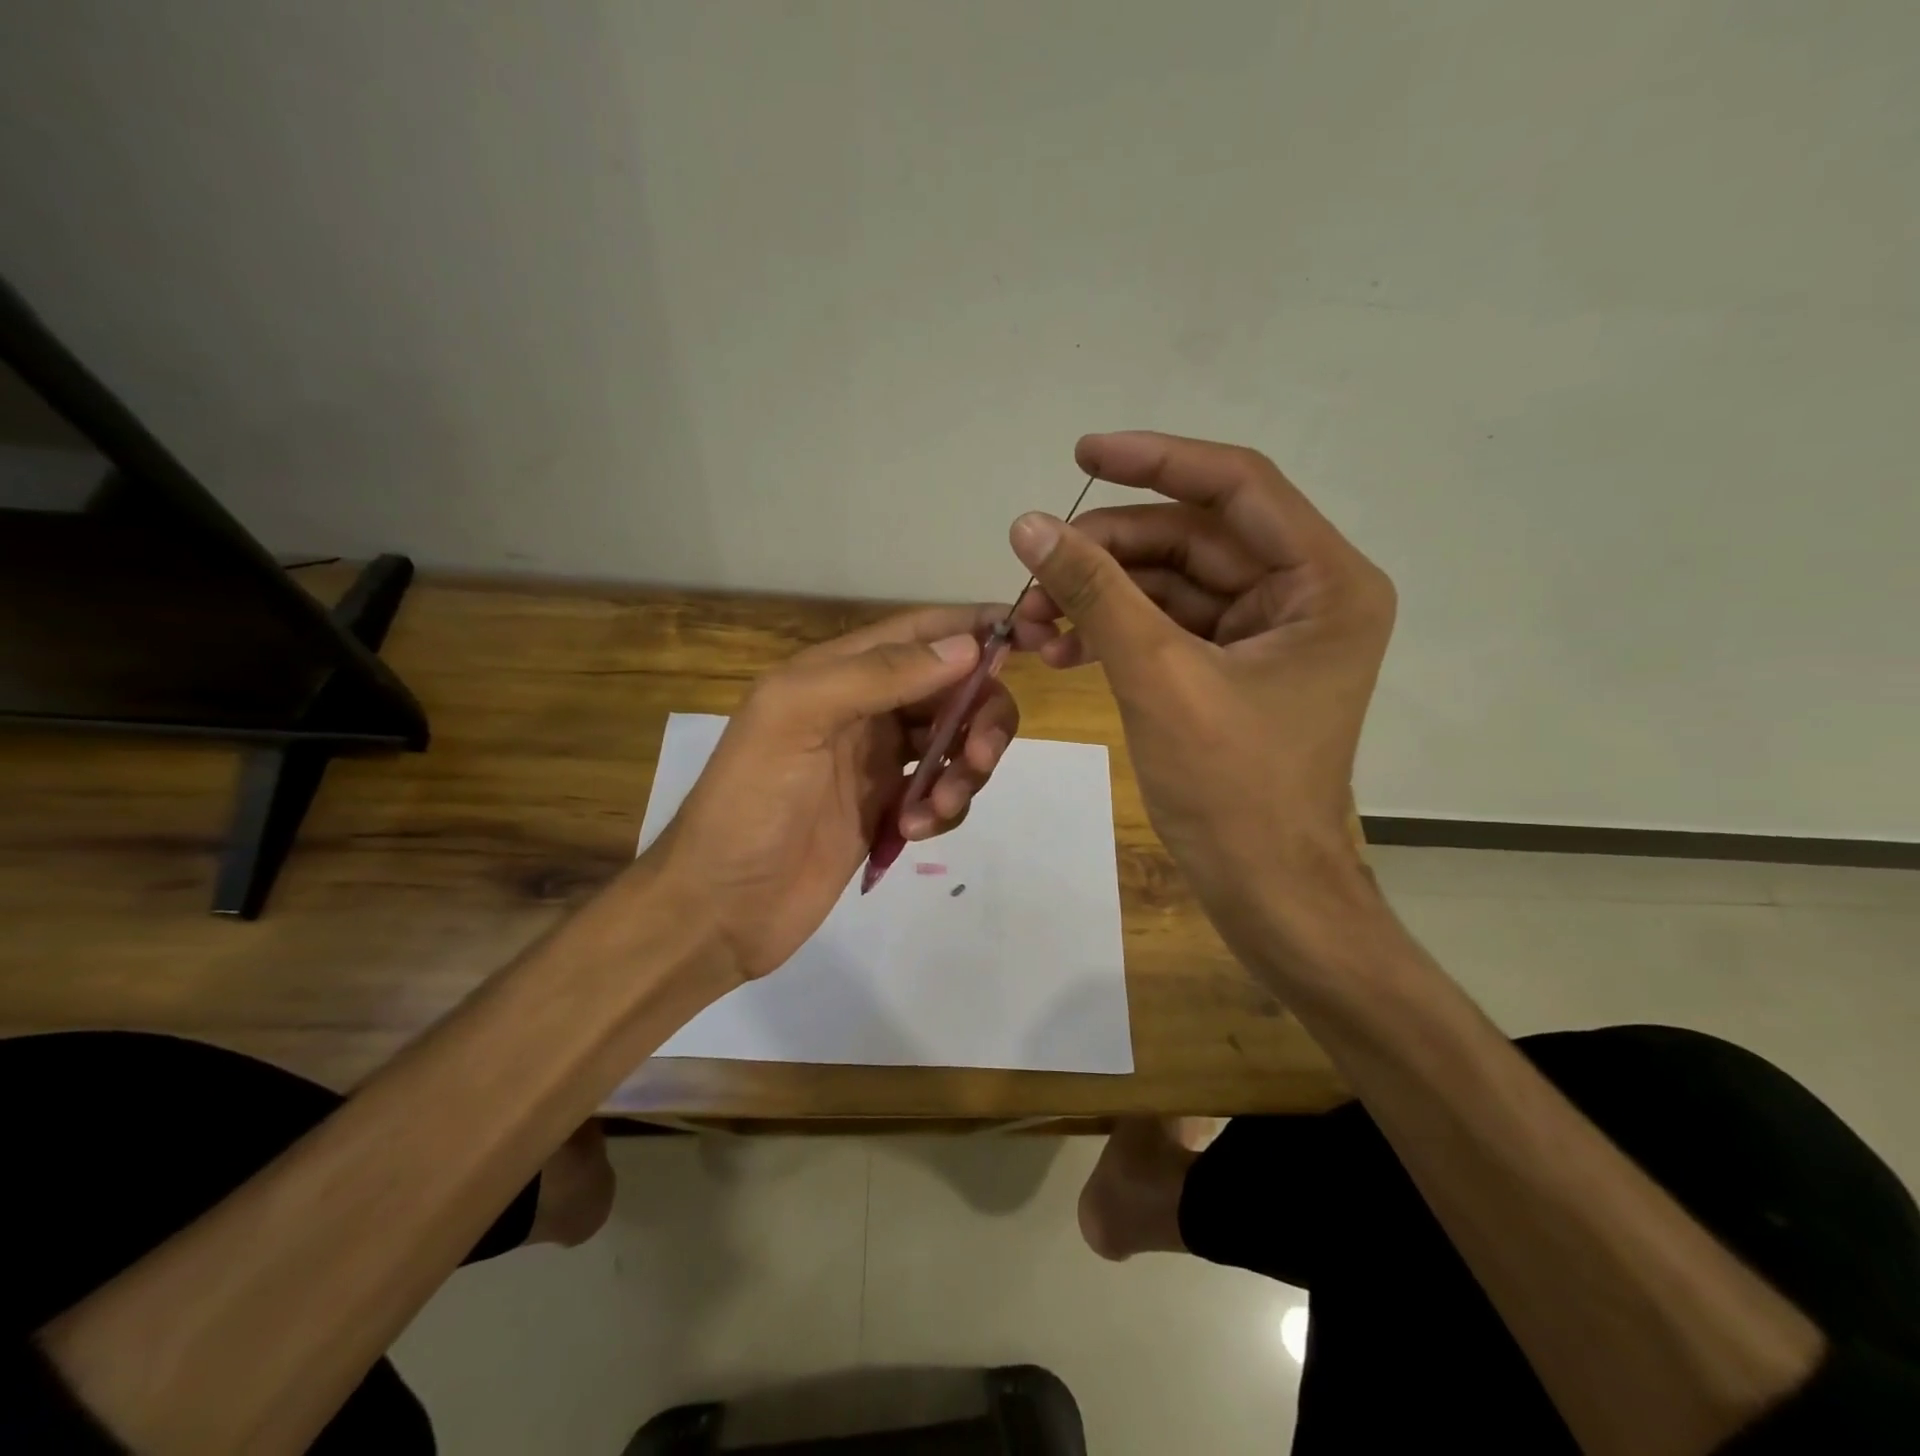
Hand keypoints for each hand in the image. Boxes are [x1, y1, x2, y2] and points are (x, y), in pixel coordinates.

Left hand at [647, 605, 1037, 984]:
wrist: (719, 907)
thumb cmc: (749, 803)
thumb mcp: (797, 718)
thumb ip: (878, 675)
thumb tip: (967, 646)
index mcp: (838, 672)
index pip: (923, 632)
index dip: (977, 627)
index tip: (1036, 636)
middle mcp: (864, 708)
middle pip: (952, 689)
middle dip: (980, 716)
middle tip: (978, 757)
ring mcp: (877, 761)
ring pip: (954, 741)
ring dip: (966, 768)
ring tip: (937, 809)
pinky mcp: (886, 808)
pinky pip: (941, 791)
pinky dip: (944, 807)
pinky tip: (913, 831)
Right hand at [1009, 431, 1394, 979]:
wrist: (1263, 888)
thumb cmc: (1232, 788)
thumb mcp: (1159, 677)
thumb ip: (1096, 592)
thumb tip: (1028, 525)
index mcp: (1324, 583)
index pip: (1237, 487)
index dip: (1156, 462)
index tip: (1082, 454)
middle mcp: (1305, 595)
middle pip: (1192, 539)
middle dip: (1108, 554)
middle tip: (1033, 577)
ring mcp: (1267, 633)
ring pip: (1170, 584)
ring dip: (1101, 596)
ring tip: (1034, 623)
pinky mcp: (1232, 667)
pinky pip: (1167, 626)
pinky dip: (1115, 630)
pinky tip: (1062, 647)